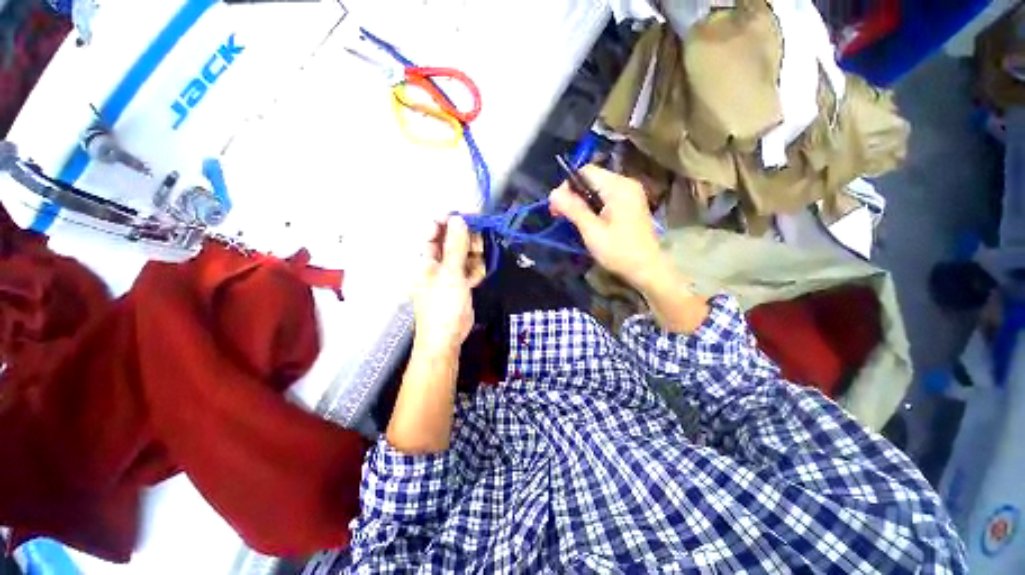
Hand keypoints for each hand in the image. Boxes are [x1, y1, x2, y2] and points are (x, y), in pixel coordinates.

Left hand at [412, 216, 483, 356]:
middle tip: (478, 245)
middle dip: (467, 240)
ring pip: (465, 253)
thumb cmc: (443, 306)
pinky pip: (471, 267)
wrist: (448, 338)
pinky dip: (475, 270)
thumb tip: (458, 219)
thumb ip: (456, 246)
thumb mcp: (451, 274)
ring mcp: (450, 272)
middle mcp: (436, 261)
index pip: (434, 229)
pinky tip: (476, 280)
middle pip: (453, 239)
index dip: (449, 220)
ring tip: (476, 268)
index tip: (469, 216)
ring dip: (474, 257)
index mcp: (425, 257)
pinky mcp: (461, 282)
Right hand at [551, 166, 708, 332]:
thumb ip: (573, 209)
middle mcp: (626, 184)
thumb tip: (553, 193)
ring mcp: (630, 194)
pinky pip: (606, 197)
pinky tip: (588, 221)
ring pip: (597, 188)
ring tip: (572, 220)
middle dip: (573, 195)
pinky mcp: (630, 204)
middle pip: (591, 178)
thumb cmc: (619, 251)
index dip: (567, 186)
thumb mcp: (592, 231)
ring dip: (582, 202)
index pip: (586, 171)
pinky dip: (593, 206)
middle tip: (560, 216)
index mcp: (618, 187)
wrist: (647, 269)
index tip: (557, 207)